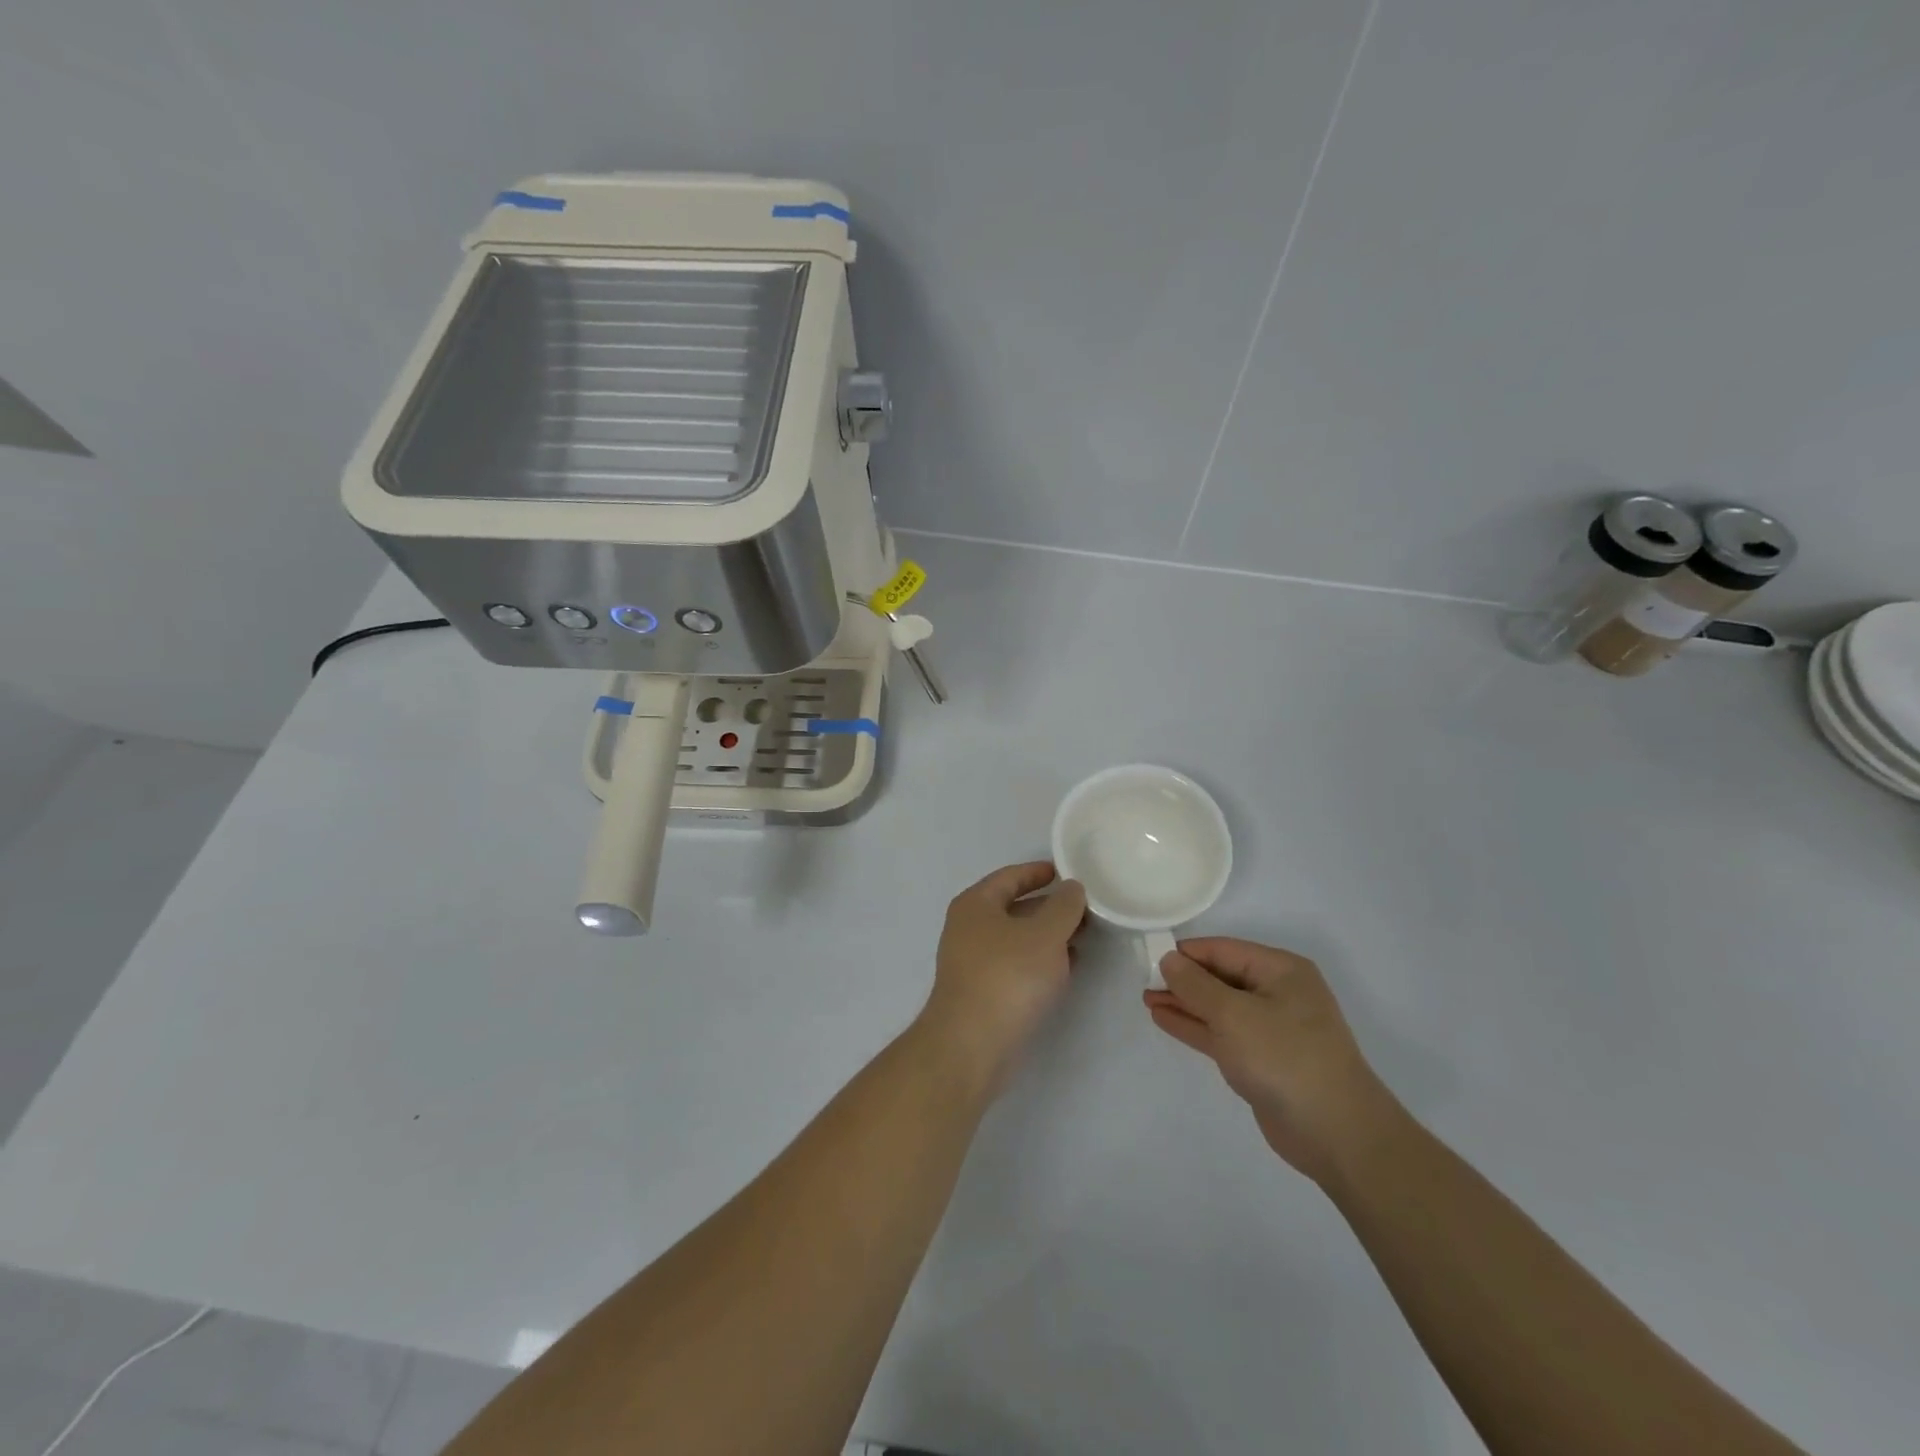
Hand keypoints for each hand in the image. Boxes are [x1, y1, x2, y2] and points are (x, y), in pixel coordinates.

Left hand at [921, 862, 1086, 1089]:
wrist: (971, 1045)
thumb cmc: (1008, 976)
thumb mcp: (1045, 934)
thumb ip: (1064, 906)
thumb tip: (1072, 888)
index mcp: (976, 904)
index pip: (1010, 876)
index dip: (1039, 872)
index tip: (1067, 872)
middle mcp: (968, 928)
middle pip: (1013, 907)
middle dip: (1049, 907)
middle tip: (1085, 908)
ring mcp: (972, 962)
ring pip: (1017, 938)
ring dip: (1048, 936)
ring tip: (1084, 936)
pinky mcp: (982, 992)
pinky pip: (1016, 965)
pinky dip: (1040, 961)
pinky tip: (1066, 967)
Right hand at [1145, 937, 1401, 1183]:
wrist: (1337, 1133)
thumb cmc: (1284, 1058)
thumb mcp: (1233, 1014)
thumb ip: (1195, 985)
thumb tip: (1169, 959)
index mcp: (1280, 971)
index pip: (1223, 950)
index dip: (1185, 953)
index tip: (1147, 957)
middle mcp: (1278, 993)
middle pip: (1220, 977)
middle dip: (1182, 979)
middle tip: (1142, 980)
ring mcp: (1271, 1029)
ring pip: (1218, 1007)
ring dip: (1184, 1003)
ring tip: (1146, 998)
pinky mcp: (1263, 1060)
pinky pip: (1222, 1033)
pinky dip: (1195, 1026)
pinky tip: (1164, 1019)